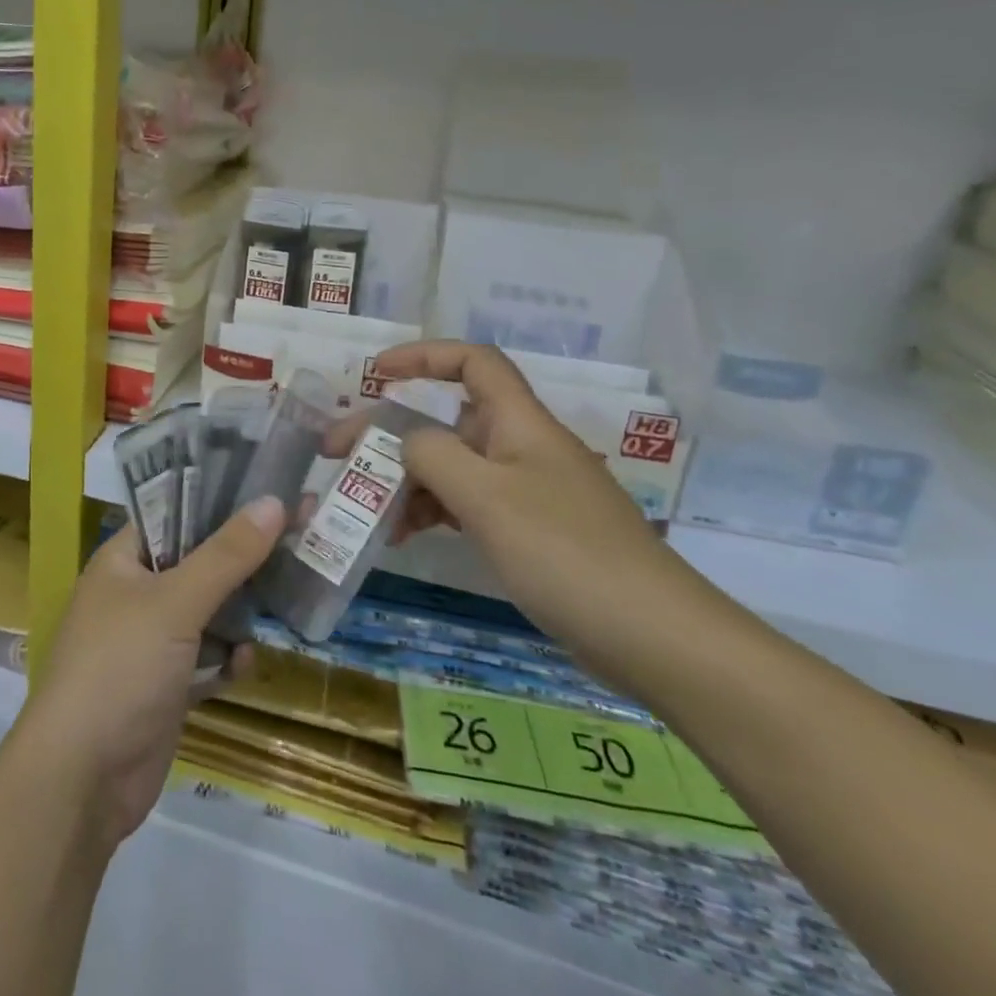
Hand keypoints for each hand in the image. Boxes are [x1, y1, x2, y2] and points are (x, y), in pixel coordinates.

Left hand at [14, 497, 287, 845]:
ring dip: (240, 611)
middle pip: (197, 562)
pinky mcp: (165, 688)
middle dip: (243, 556)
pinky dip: (227, 660)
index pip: (174, 514)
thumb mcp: (175, 602)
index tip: (270, 490)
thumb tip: (274, 502)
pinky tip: (247, 662)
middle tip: (298, 535)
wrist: (82, 780)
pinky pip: (206, 661)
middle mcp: (135, 594)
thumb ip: (226, 555)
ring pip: (206, 613)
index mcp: (123, 560)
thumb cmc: (121, 667)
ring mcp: (150, 644)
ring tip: (289, 593)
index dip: (219, 501)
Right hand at [352, 341, 717, 693]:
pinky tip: (404, 536)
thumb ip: (433, 455)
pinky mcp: (531, 532)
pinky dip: (433, 512)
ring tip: (368, 509)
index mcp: (520, 424)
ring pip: (454, 466)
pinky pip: (468, 505)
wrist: (656, 639)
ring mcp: (527, 492)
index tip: (375, 374)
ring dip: (408, 480)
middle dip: (391, 432)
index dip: (422, 356)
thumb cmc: (566, 553)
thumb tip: (407, 440)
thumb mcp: (486, 497)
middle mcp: (522, 448)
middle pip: (449, 420)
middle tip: (339, 454)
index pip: (472, 363)